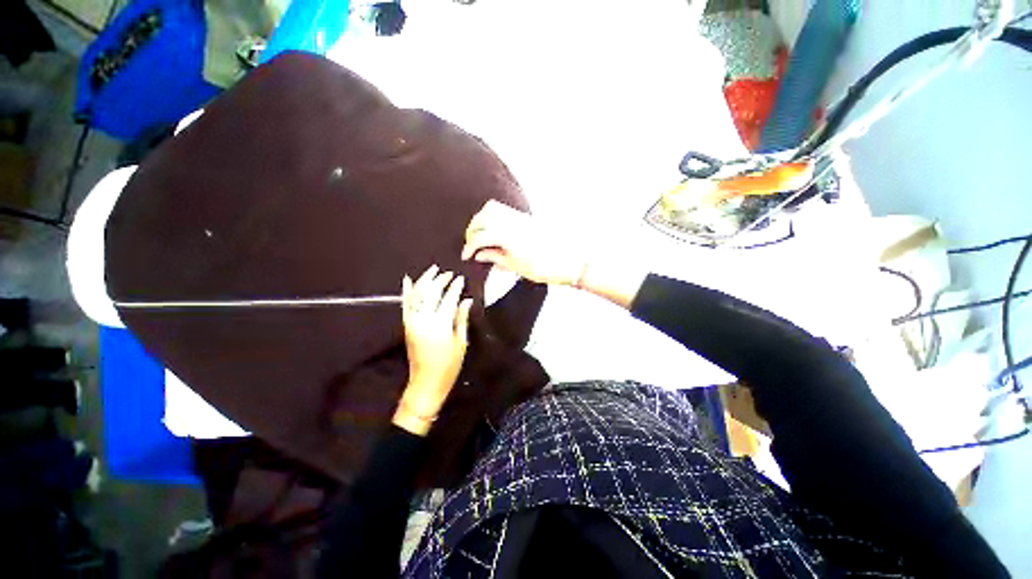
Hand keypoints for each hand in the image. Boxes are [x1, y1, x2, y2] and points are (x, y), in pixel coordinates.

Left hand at [394, 265, 472, 435]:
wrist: (425, 383)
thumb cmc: (449, 365)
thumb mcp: (461, 342)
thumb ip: (461, 318)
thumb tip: (466, 300)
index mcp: (440, 324)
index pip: (448, 298)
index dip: (455, 287)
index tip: (460, 278)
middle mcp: (423, 319)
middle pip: (431, 292)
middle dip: (440, 280)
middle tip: (449, 273)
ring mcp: (412, 321)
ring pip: (416, 294)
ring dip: (424, 280)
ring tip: (433, 270)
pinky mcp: (406, 325)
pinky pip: (405, 304)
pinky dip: (407, 291)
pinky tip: (408, 280)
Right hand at [461, 201, 587, 285]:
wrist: (570, 261)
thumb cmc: (545, 267)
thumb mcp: (516, 266)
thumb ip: (495, 257)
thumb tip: (480, 254)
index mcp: (507, 236)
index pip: (479, 236)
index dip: (469, 246)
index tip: (465, 256)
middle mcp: (512, 222)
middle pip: (482, 218)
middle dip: (472, 230)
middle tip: (471, 245)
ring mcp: (520, 217)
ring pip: (492, 209)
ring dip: (481, 219)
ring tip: (480, 234)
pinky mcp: (526, 217)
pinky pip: (504, 209)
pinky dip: (493, 215)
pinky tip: (494, 228)